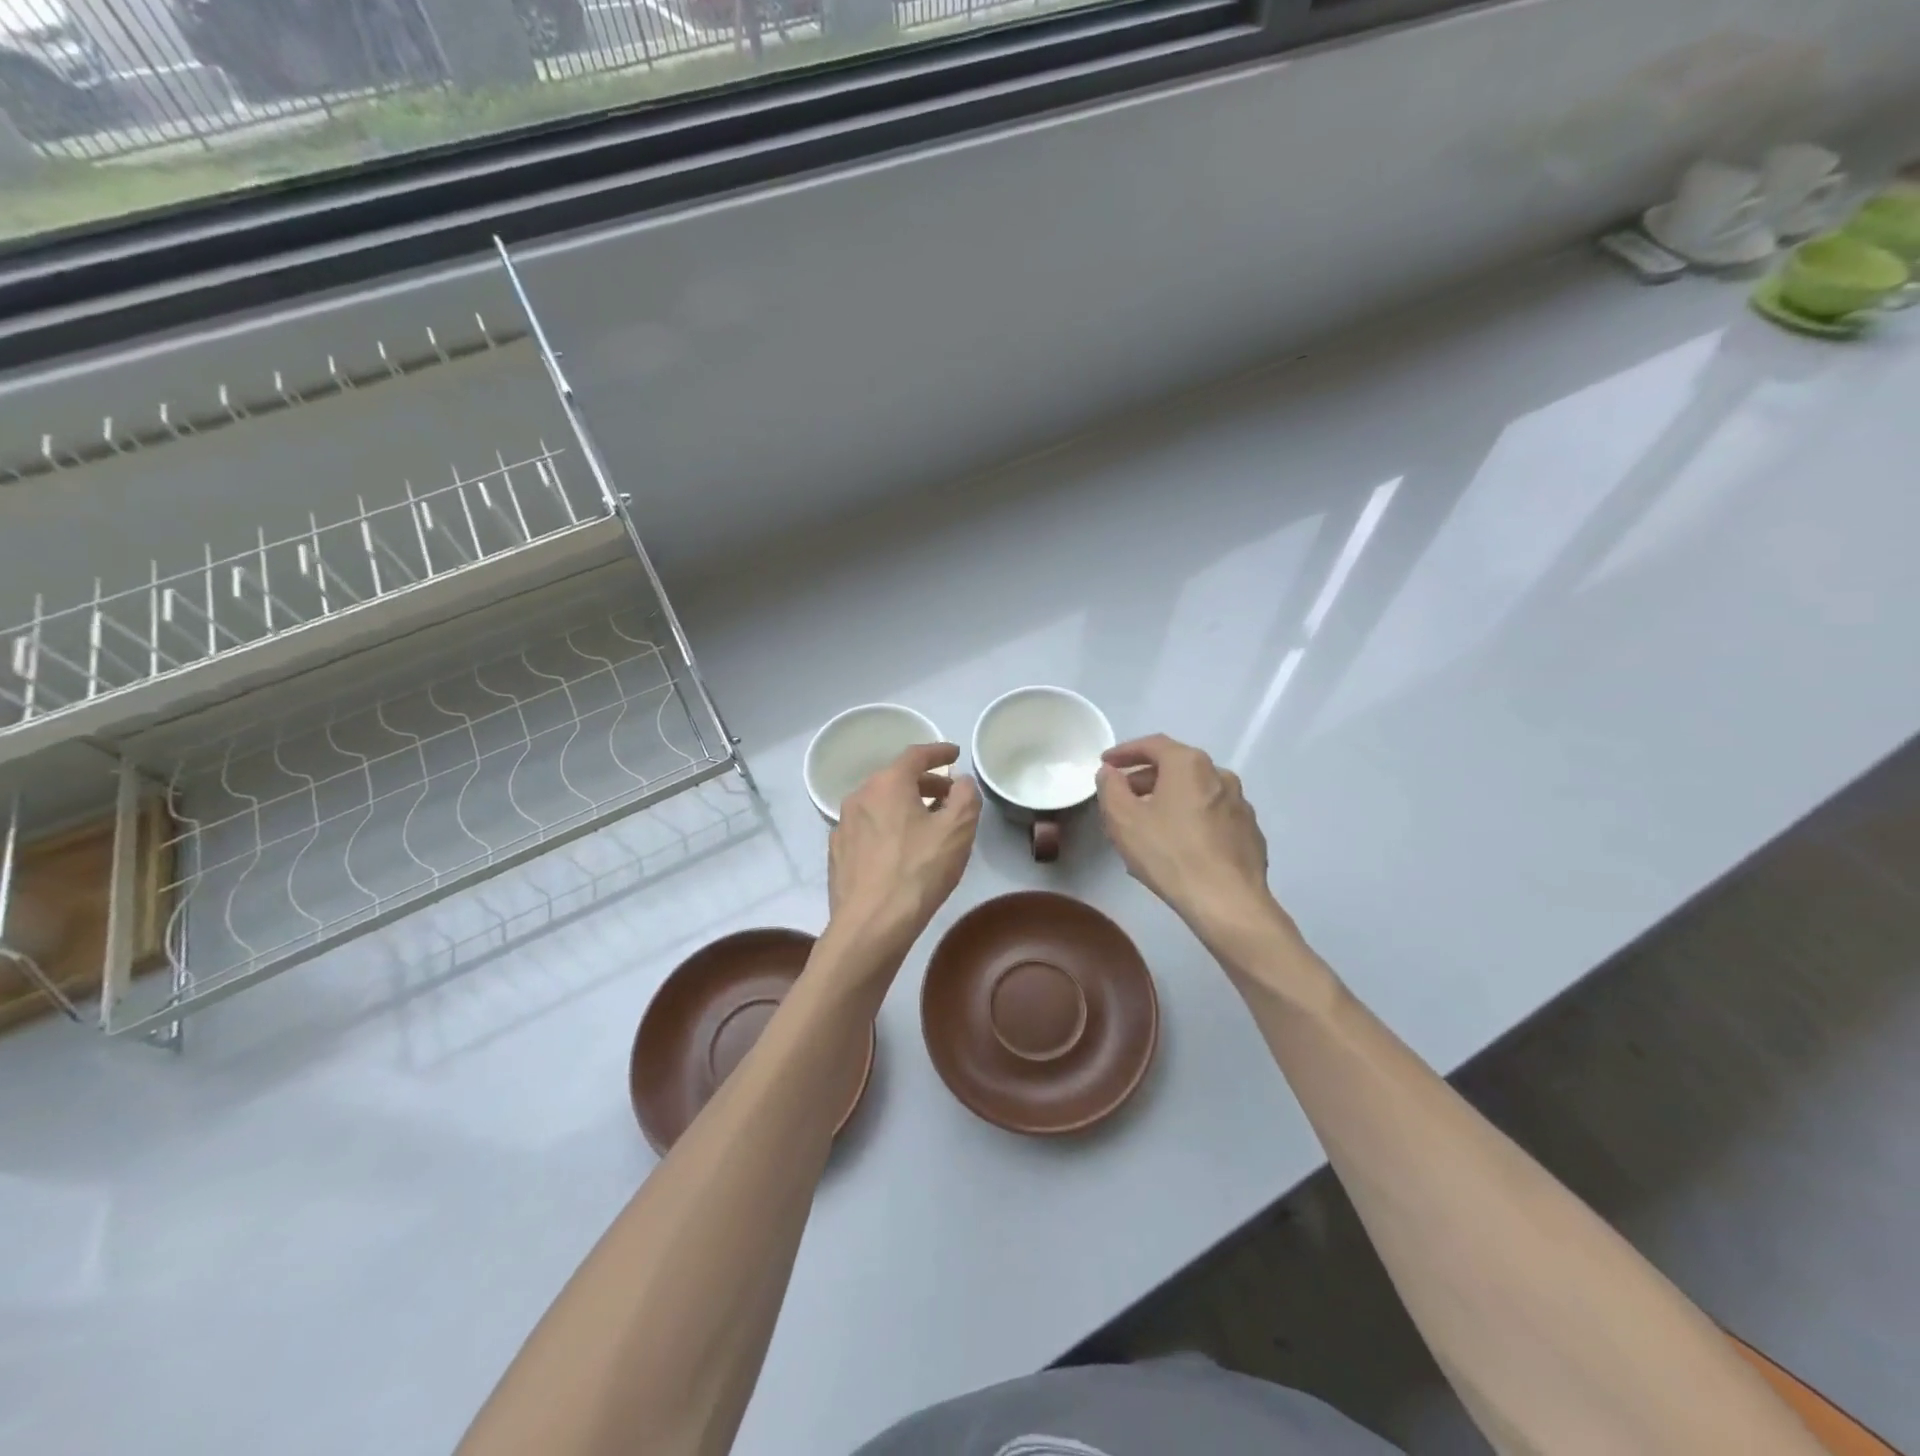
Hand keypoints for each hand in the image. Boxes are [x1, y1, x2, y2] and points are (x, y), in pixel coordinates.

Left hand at [828, 743, 980, 953]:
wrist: (871, 925)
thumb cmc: (918, 871)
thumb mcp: (957, 831)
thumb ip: (965, 797)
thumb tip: (960, 782)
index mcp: (887, 784)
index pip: (915, 755)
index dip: (938, 753)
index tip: (954, 754)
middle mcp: (859, 797)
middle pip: (895, 779)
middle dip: (925, 783)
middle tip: (949, 796)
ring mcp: (843, 826)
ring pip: (880, 805)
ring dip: (905, 807)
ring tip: (927, 825)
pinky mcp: (837, 854)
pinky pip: (867, 830)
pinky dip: (887, 829)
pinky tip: (899, 851)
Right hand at [1096, 735, 1286, 943]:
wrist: (1228, 902)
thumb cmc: (1169, 854)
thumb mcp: (1122, 819)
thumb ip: (1110, 788)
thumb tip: (1110, 773)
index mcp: (1189, 764)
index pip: (1152, 744)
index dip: (1124, 752)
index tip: (1105, 764)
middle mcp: (1220, 774)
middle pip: (1176, 767)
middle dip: (1145, 778)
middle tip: (1123, 796)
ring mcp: (1240, 804)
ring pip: (1195, 792)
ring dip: (1169, 800)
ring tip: (1148, 823)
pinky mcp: (1249, 832)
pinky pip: (1212, 816)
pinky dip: (1192, 819)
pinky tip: (1179, 844)